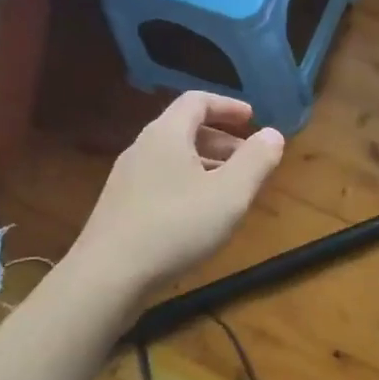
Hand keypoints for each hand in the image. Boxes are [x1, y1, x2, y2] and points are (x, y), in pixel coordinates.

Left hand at [74, 92, 284, 298]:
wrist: (106, 278)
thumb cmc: (175, 227)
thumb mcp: (230, 194)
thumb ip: (256, 160)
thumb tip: (272, 134)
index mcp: (166, 134)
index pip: (197, 101)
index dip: (227, 106)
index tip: (252, 119)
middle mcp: (142, 148)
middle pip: (184, 129)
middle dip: (222, 140)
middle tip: (249, 159)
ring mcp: (126, 179)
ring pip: (173, 159)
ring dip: (206, 165)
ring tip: (231, 190)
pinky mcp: (120, 208)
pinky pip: (161, 182)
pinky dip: (187, 185)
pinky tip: (199, 217)